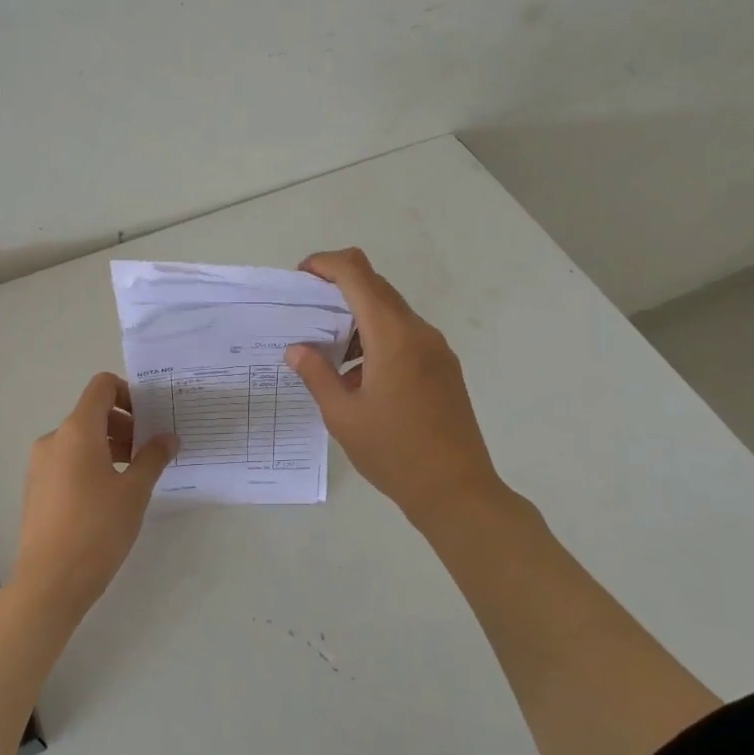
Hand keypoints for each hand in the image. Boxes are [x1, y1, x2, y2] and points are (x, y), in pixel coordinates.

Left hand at [14, 372, 176, 618]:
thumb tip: (168, 437)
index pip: (102, 387)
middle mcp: (54, 439)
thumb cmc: (98, 529)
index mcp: (77, 431)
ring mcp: (40, 464)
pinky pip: (68, 461)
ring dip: (110, 446)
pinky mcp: (36, 488)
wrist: (50, 581)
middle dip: (125, 425)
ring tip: (134, 476)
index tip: (150, 418)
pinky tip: (109, 496)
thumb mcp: (135, 491)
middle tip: (150, 452)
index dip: (129, 393)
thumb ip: (153, 457)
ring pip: (80, 439)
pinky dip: (91, 464)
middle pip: (93, 413)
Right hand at [284, 248, 504, 529]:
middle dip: (338, 289)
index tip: (300, 277)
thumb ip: (317, 375)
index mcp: (392, 336)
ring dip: (358, 318)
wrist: (456, 490)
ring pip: (391, 312)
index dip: (326, 264)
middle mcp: (418, 332)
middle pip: (376, 287)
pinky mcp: (444, 367)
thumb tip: (297, 349)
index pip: (357, 274)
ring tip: (329, 353)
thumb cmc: (394, 453)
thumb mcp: (343, 416)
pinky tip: (359, 376)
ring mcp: (436, 349)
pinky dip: (378, 338)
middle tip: (307, 314)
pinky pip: (406, 336)